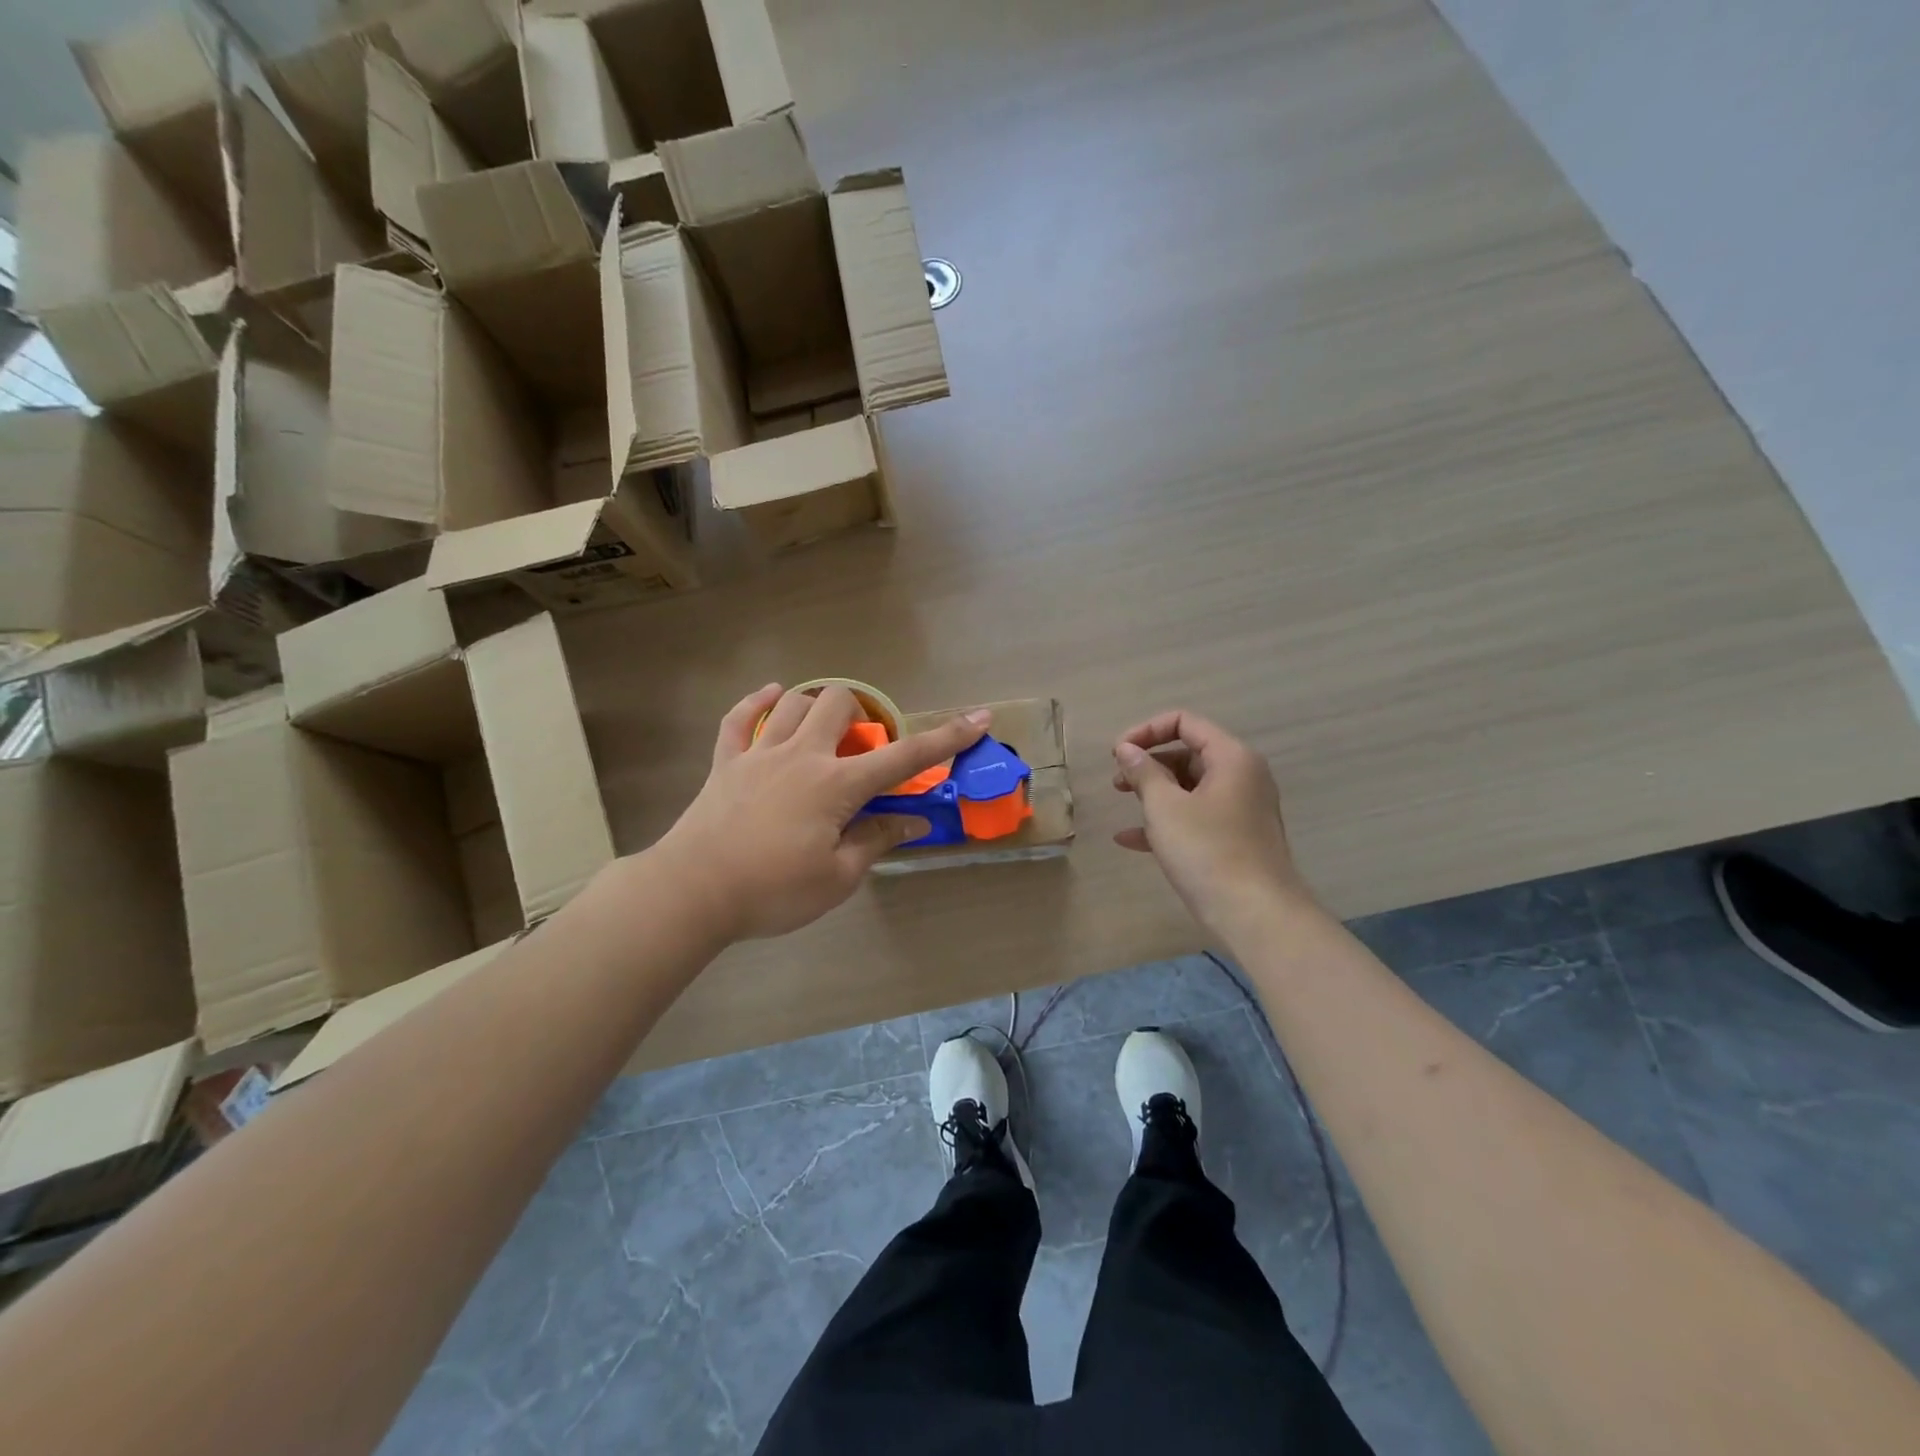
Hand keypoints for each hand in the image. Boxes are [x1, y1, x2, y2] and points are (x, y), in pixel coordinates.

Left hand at [655, 684, 989, 941]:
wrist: (693, 891)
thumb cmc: (773, 890)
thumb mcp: (837, 877)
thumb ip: (876, 841)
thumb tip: (912, 822)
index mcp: (837, 785)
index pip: (904, 757)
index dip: (946, 738)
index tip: (978, 718)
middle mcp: (802, 755)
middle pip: (839, 704)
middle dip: (861, 713)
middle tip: (860, 747)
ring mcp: (759, 753)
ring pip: (794, 703)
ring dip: (816, 706)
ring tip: (823, 729)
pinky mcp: (726, 762)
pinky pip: (740, 717)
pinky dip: (757, 702)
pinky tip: (771, 696)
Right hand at [1112, 710, 1308, 934]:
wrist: (1256, 915)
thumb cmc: (1207, 851)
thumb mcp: (1165, 808)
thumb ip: (1143, 772)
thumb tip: (1126, 749)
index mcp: (1231, 757)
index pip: (1185, 723)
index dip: (1146, 731)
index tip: (1116, 753)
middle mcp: (1242, 776)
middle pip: (1188, 753)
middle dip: (1148, 763)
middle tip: (1118, 781)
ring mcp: (1241, 808)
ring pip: (1190, 787)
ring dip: (1154, 792)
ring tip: (1122, 803)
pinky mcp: (1236, 837)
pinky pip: (1196, 816)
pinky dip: (1167, 820)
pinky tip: (1130, 839)